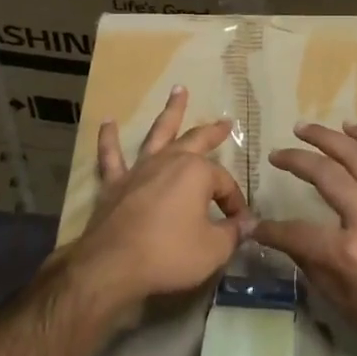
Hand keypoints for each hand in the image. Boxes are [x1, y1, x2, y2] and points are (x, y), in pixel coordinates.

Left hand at [69, 86, 252, 313]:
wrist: (113, 264)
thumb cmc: (169, 254)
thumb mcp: (213, 249)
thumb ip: (233, 233)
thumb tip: (248, 223)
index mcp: (197, 173)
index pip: (224, 184)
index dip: (234, 204)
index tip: (238, 224)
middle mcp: (169, 161)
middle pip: (196, 140)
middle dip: (213, 132)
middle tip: (225, 122)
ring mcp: (140, 169)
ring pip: (158, 134)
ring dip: (170, 112)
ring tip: (178, 90)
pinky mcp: (114, 183)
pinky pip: (111, 156)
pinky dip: (109, 139)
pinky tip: (108, 122)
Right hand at [257, 122, 356, 355]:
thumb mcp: (343, 304)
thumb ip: (313, 266)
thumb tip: (292, 242)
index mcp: (348, 252)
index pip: (295, 232)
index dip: (270, 230)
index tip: (254, 224)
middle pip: (325, 174)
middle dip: (295, 160)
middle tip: (277, 154)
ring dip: (328, 137)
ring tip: (306, 128)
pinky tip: (354, 127)